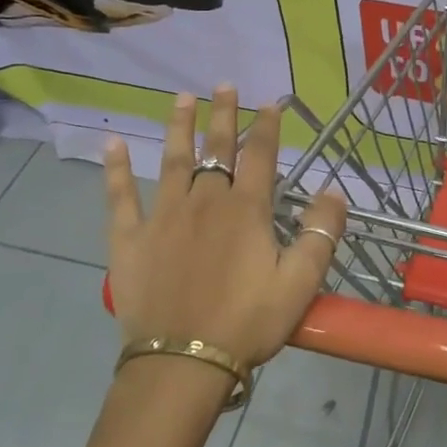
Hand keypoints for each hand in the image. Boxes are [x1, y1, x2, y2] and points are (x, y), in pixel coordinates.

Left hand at [103, 84, 346, 369]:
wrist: (183, 361)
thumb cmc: (248, 321)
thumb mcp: (301, 282)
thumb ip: (321, 233)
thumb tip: (334, 192)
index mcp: (247, 209)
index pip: (261, 156)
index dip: (268, 127)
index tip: (271, 103)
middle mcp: (205, 201)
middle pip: (217, 149)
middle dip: (223, 115)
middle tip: (224, 85)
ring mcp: (163, 216)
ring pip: (173, 161)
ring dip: (179, 127)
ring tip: (181, 98)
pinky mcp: (130, 239)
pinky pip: (120, 197)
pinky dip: (116, 170)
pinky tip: (113, 145)